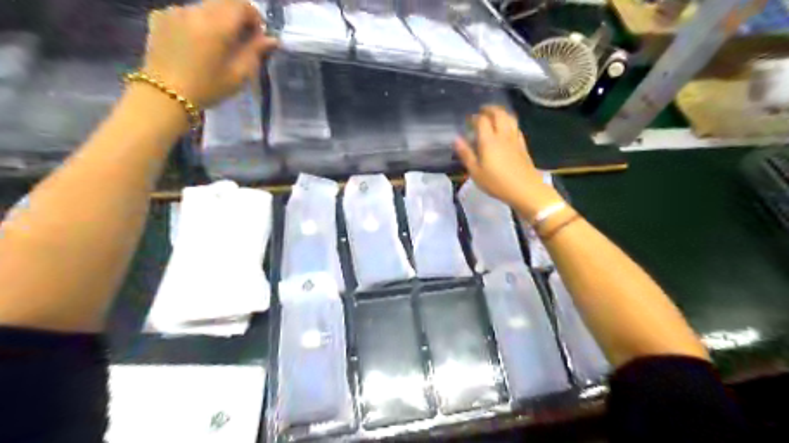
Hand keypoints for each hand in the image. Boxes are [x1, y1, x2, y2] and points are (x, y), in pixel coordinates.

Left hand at [141, 1, 277, 106]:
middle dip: (236, 17)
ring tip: (216, 45)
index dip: (255, 18)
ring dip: (216, 20)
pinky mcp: (160, 16)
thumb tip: (271, 39)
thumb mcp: (239, 74)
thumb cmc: (208, 87)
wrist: (166, 95)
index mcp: (217, 24)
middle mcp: (195, 10)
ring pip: (205, 7)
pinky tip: (194, 44)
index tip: (257, 37)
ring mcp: (174, 11)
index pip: (243, 5)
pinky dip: (196, 23)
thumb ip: (256, 52)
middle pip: (223, 3)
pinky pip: (186, 13)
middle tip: (240, 40)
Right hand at [453, 105, 555, 215]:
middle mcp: (502, 135)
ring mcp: (515, 139)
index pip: (481, 120)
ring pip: (509, 118)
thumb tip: (456, 139)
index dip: (474, 117)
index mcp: (489, 141)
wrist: (525, 190)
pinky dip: (509, 123)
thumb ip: (466, 154)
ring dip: (501, 113)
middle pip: (498, 114)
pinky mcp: (523, 145)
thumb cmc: (497, 183)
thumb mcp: (476, 172)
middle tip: (481, 111)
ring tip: (494, 115)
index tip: (468, 120)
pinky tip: (507, 129)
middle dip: (489, 109)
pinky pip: (516, 127)